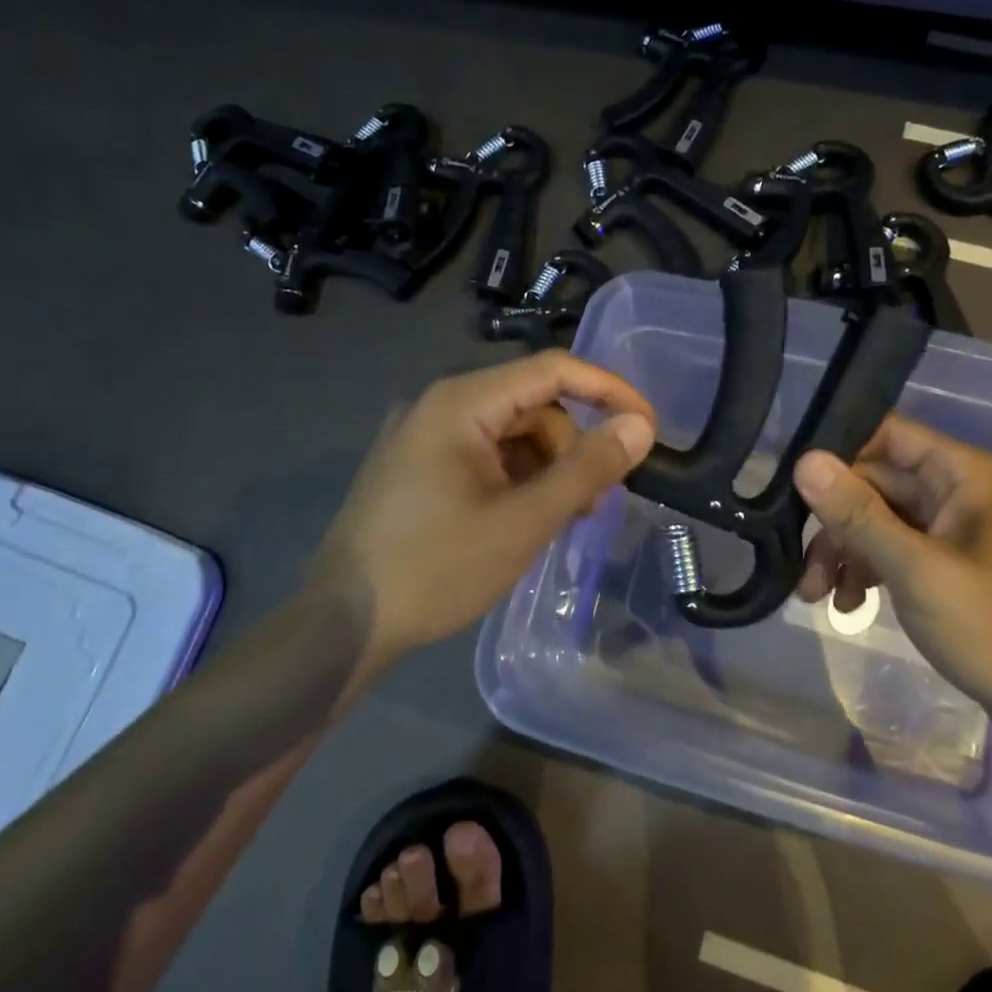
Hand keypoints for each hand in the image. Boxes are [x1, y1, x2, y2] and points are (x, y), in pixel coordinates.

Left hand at [310, 350, 656, 677]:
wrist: (344, 622)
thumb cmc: (437, 568)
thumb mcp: (524, 521)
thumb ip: (586, 469)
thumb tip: (639, 425)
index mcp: (461, 403)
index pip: (552, 369)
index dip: (608, 391)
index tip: (647, 428)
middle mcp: (439, 406)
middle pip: (531, 405)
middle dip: (570, 447)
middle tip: (590, 503)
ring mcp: (423, 438)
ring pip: (509, 436)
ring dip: (544, 469)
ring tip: (557, 521)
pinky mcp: (417, 469)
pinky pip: (483, 459)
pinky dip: (514, 482)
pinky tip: (521, 522)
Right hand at [793, 414, 991, 744]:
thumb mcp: (917, 570)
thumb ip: (858, 514)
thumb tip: (804, 460)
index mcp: (965, 475)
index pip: (887, 435)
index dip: (838, 457)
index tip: (793, 491)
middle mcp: (960, 492)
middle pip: (876, 483)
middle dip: (834, 522)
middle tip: (801, 566)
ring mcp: (956, 530)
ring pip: (880, 520)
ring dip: (844, 552)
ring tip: (817, 596)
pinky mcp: (951, 565)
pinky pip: (895, 551)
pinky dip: (867, 572)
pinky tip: (849, 606)